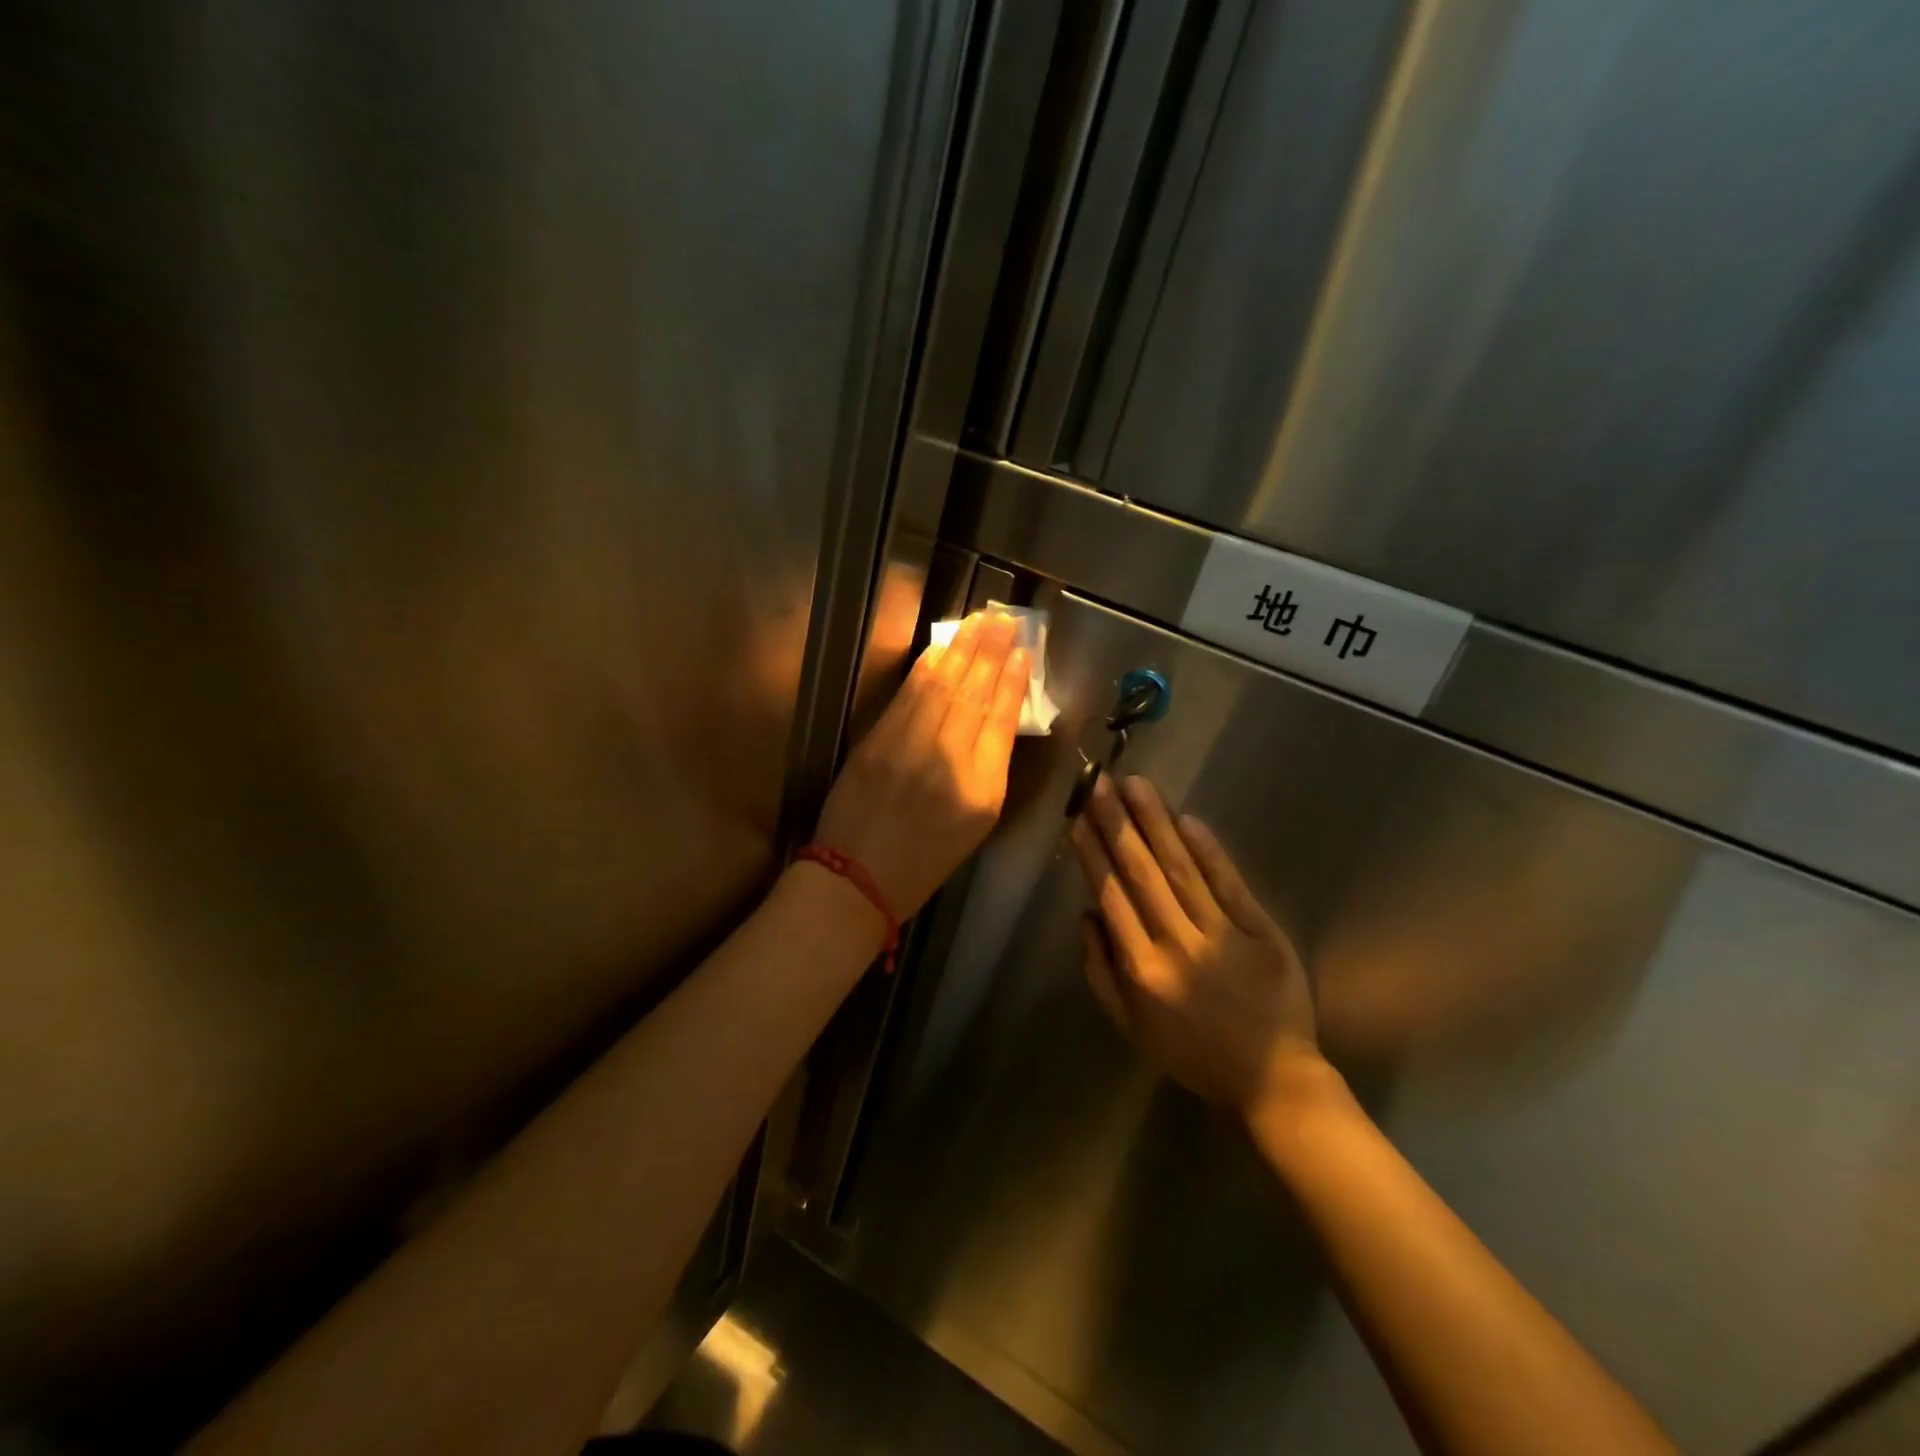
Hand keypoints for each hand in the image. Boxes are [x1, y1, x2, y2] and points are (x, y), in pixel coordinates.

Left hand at [814, 611, 1029, 918]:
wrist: (857, 879)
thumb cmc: (925, 860)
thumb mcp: (976, 825)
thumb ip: (989, 769)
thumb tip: (997, 717)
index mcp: (982, 790)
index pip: (1002, 721)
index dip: (1014, 683)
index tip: (1024, 653)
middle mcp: (949, 762)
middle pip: (974, 694)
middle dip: (991, 652)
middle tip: (1006, 619)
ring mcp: (908, 748)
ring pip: (942, 687)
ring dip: (961, 649)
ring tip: (979, 620)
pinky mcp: (875, 742)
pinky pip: (907, 696)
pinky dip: (925, 668)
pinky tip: (941, 648)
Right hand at [1070, 774, 1322, 1118]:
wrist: (1271, 1080)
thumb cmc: (1192, 1053)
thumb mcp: (1131, 1026)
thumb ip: (1100, 971)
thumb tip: (1085, 913)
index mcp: (1142, 970)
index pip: (1111, 897)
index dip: (1094, 854)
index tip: (1079, 817)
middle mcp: (1177, 946)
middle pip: (1142, 874)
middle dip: (1118, 824)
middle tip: (1101, 783)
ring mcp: (1222, 936)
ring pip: (1181, 870)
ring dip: (1156, 824)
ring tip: (1137, 785)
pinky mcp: (1261, 932)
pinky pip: (1229, 884)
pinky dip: (1208, 851)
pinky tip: (1187, 819)